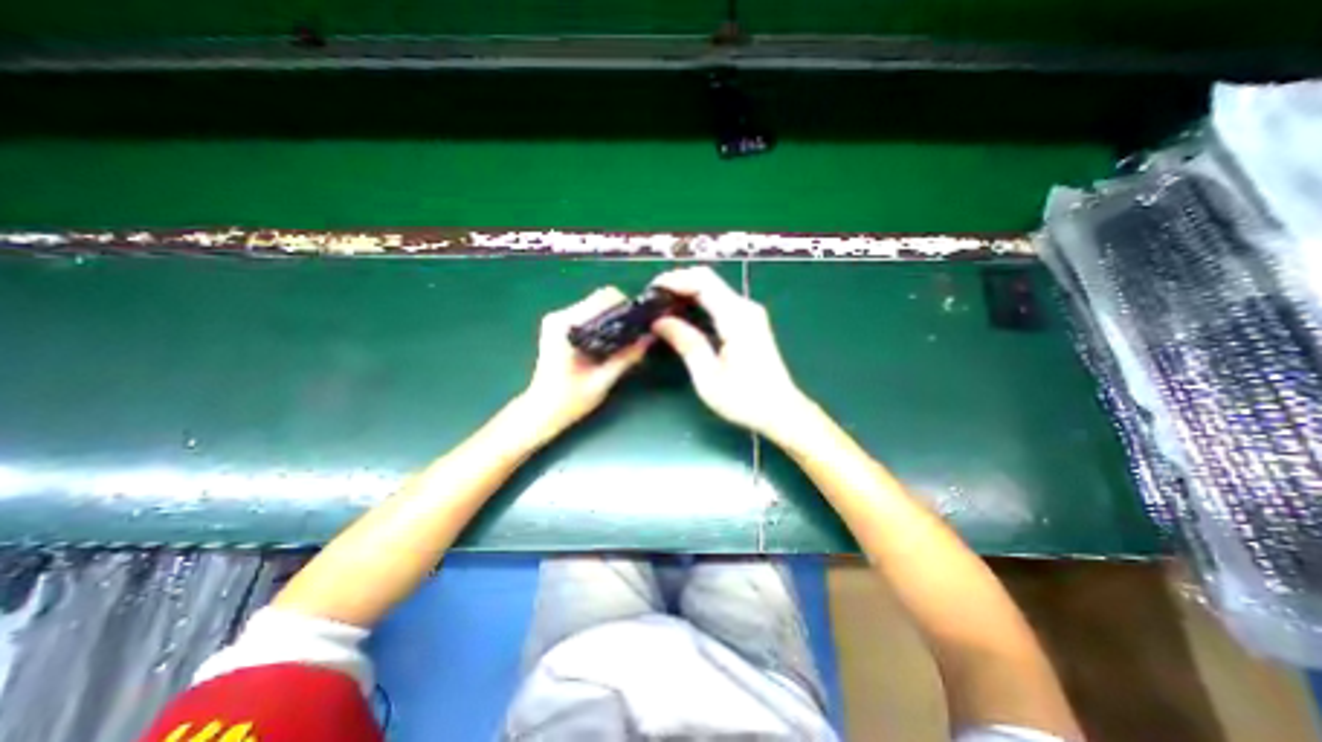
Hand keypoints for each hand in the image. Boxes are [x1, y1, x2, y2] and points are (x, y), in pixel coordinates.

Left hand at [523, 285, 653, 433]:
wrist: (541, 411)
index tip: (641, 322)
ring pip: (596, 306)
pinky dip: (604, 323)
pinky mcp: (559, 326)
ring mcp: (558, 319)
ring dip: (614, 318)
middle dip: (622, 313)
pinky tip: (612, 341)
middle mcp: (560, 315)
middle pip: (600, 299)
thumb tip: (649, 338)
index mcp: (566, 325)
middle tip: (637, 332)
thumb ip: (626, 358)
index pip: (603, 297)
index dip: (627, 307)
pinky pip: (589, 315)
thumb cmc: (569, 400)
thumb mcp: (602, 381)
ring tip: (627, 338)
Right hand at [650, 267, 816, 440]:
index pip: (703, 282)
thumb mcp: (708, 376)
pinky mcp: (749, 323)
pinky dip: (698, 303)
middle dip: (679, 283)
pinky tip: (683, 316)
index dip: (675, 280)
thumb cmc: (744, 399)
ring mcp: (749, 314)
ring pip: (713, 289)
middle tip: (652, 299)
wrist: (780, 410)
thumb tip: (659, 322)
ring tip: (662, 307)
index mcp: (736, 317)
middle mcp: (745, 308)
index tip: (651, 290)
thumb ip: (686, 343)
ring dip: (687, 292)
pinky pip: (719, 302)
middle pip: (708, 280)